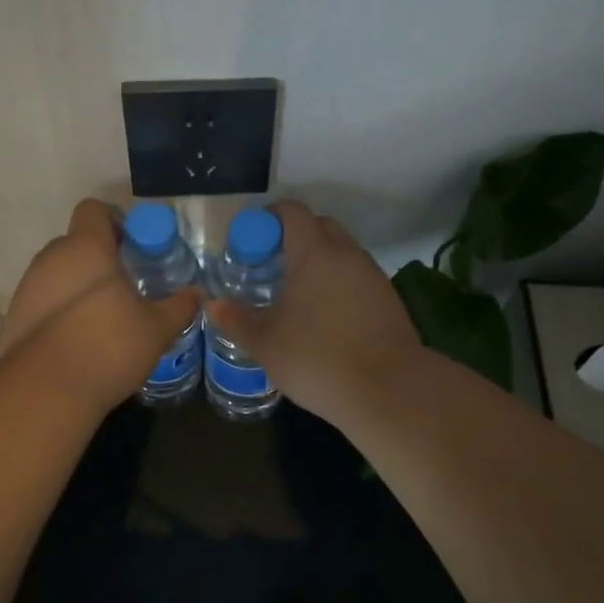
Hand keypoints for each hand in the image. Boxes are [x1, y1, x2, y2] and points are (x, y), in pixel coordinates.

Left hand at [0, 199, 201, 408]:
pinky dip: (60, 310)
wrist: (46, 390)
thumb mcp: (157, 328)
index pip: (93, 209)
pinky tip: (78, 340)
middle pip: (76, 242)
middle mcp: (52, 258)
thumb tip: (197, 294)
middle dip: (100, 258)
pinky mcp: (15, 316)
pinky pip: (43, 300)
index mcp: (86, 248)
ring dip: (78, 285)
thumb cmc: (108, 346)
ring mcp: (28, 287)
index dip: (114, 221)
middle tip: (125, 287)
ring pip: (58, 272)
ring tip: (102, 318)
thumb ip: (179, 306)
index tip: (132, 248)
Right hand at [204, 201, 420, 424]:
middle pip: (320, 225)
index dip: (269, 218)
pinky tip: (326, 314)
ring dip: (320, 260)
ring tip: (298, 292)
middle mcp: (346, 254)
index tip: (252, 240)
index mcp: (314, 253)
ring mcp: (372, 275)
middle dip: (295, 236)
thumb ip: (237, 320)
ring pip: (342, 251)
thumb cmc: (318, 360)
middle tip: (272, 264)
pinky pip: (357, 275)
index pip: (292, 212)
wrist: (389, 390)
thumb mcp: (266, 344)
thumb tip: (213, 304)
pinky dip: (339, 281)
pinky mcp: (389, 298)